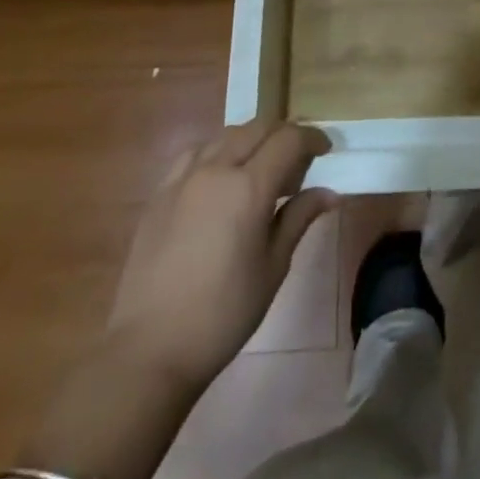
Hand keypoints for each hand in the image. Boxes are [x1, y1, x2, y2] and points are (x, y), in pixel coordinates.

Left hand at [110, 120, 337, 394]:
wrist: (149, 350)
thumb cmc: (223, 314)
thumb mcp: (273, 267)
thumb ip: (299, 218)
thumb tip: (330, 193)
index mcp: (249, 187)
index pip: (289, 139)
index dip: (312, 138)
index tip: (325, 151)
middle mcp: (216, 169)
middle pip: (258, 128)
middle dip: (284, 135)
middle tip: (298, 161)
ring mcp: (183, 178)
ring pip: (226, 136)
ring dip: (251, 141)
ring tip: (260, 168)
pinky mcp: (160, 192)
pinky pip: (195, 153)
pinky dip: (217, 152)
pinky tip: (219, 177)